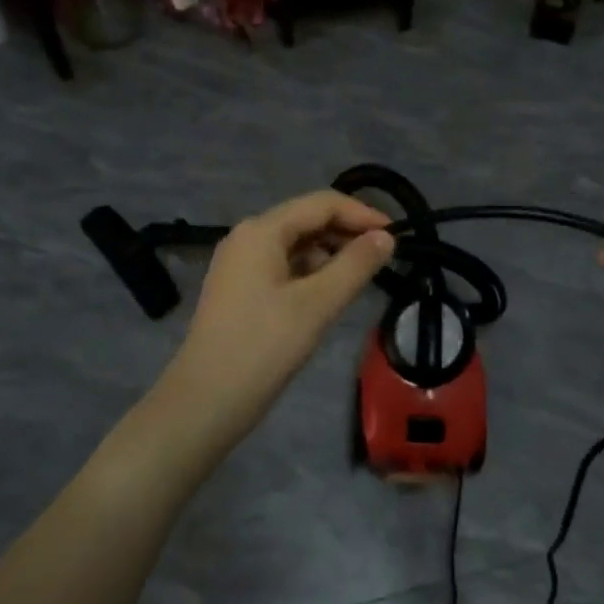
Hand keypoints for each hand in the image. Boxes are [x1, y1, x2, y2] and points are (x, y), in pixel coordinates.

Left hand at [157, 190, 393, 450]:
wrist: (206, 400)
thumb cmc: (264, 347)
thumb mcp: (318, 304)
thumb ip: (356, 265)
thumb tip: (386, 237)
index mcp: (262, 230)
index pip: (322, 203)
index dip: (362, 214)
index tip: (397, 236)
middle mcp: (247, 237)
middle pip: (306, 220)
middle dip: (347, 233)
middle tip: (384, 258)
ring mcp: (238, 263)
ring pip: (295, 245)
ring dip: (330, 254)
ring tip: (360, 278)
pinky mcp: (238, 289)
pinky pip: (281, 266)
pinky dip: (309, 273)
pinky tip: (328, 295)